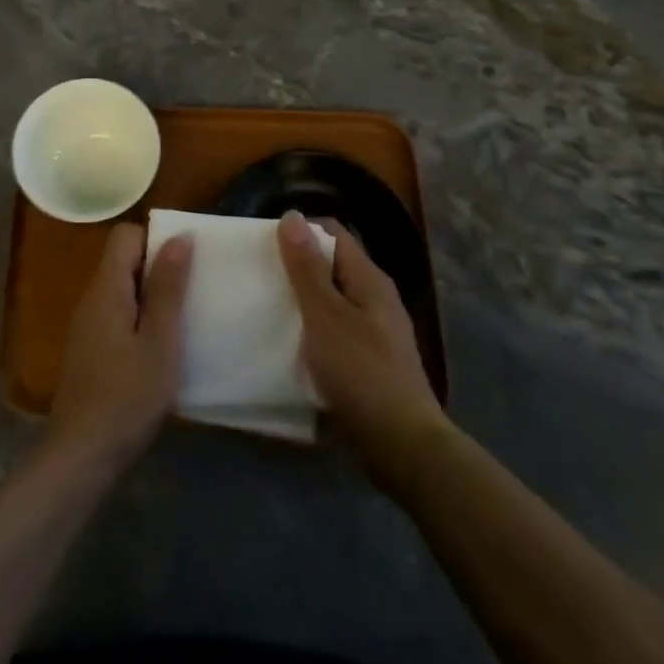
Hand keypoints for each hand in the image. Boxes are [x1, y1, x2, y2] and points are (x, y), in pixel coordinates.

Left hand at [49, 222, 193, 473]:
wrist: (82, 455)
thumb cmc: (127, 397)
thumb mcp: (160, 342)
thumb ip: (168, 288)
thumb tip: (179, 236)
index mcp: (106, 288)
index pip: (125, 235)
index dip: (156, 239)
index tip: (185, 263)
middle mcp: (91, 297)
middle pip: (123, 259)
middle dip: (158, 267)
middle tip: (191, 292)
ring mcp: (86, 324)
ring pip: (121, 288)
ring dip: (151, 295)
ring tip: (182, 319)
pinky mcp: (89, 347)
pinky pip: (116, 313)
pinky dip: (139, 318)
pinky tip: (159, 347)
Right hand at [279, 212, 446, 488]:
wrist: (403, 447)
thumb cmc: (361, 372)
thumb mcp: (325, 316)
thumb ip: (307, 268)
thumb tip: (292, 215)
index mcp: (369, 279)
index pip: (333, 233)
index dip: (300, 232)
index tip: (265, 244)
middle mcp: (376, 299)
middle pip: (332, 267)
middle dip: (298, 268)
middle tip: (260, 277)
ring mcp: (376, 333)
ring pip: (333, 302)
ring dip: (304, 302)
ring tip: (267, 309)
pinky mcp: (370, 363)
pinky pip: (336, 333)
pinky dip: (314, 332)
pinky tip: (292, 348)